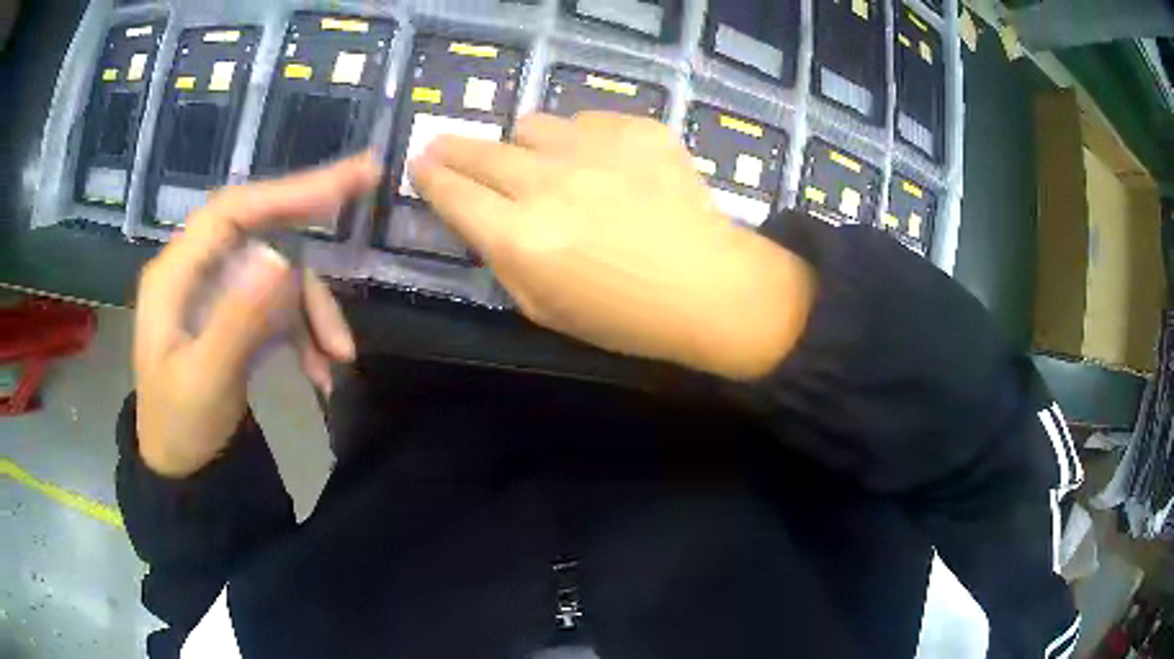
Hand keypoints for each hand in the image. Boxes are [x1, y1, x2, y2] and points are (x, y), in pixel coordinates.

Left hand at [134, 155, 380, 476]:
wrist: (180, 470)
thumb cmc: (181, 429)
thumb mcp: (207, 383)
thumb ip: (239, 321)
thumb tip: (284, 259)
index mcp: (175, 276)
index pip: (232, 212)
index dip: (286, 191)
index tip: (345, 182)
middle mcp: (196, 271)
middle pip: (260, 233)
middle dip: (310, 233)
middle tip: (366, 192)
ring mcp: (216, 293)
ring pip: (277, 276)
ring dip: (313, 312)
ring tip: (340, 359)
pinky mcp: (234, 315)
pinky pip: (278, 309)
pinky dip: (305, 335)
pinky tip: (321, 373)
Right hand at [410, 113, 814, 379]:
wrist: (711, 287)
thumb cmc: (626, 317)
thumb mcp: (544, 309)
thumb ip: (503, 259)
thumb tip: (482, 216)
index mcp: (521, 237)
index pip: (453, 194)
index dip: (430, 177)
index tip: (420, 164)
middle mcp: (548, 183)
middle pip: (480, 151)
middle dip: (453, 148)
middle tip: (444, 145)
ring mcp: (595, 148)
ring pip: (531, 125)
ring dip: (522, 144)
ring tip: (537, 161)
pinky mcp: (636, 130)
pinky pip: (585, 120)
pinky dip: (580, 138)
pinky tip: (601, 164)